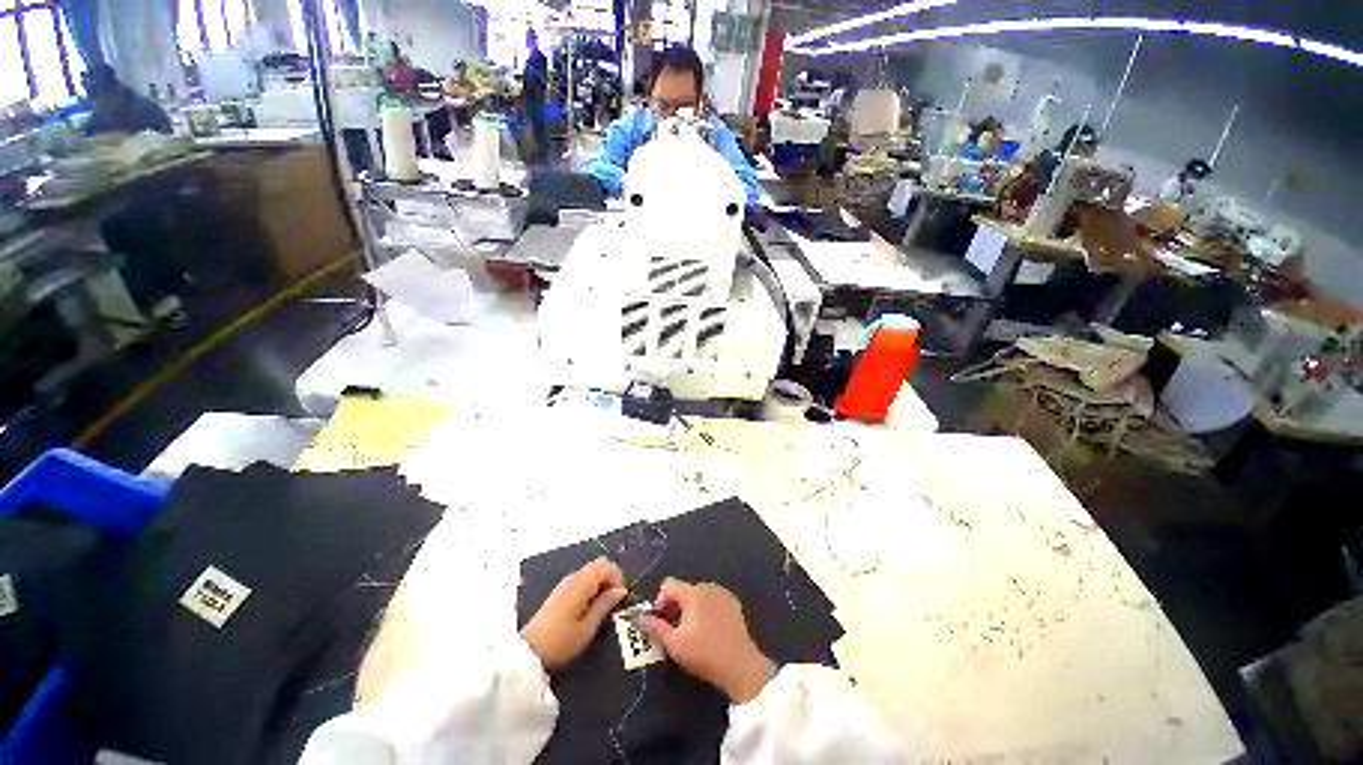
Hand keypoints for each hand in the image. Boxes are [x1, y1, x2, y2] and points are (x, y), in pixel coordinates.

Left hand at [521, 557, 627, 670]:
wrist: (528, 654)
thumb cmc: (561, 642)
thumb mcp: (588, 627)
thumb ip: (605, 604)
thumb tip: (620, 591)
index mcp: (582, 582)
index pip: (607, 566)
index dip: (618, 578)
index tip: (620, 599)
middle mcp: (573, 577)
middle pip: (599, 565)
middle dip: (610, 579)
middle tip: (613, 602)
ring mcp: (565, 583)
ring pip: (590, 573)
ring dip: (601, 584)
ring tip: (602, 608)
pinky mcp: (559, 592)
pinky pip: (582, 581)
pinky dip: (590, 588)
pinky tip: (588, 609)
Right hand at [643, 578, 775, 702]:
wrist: (740, 666)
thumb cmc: (704, 654)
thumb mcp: (674, 644)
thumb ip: (656, 628)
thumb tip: (642, 619)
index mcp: (693, 592)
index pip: (668, 584)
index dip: (659, 600)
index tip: (659, 621)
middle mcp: (708, 586)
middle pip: (684, 589)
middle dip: (675, 606)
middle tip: (672, 629)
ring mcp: (723, 594)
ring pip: (699, 595)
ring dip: (690, 608)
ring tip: (690, 631)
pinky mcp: (734, 604)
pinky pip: (712, 600)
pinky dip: (705, 610)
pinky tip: (707, 631)